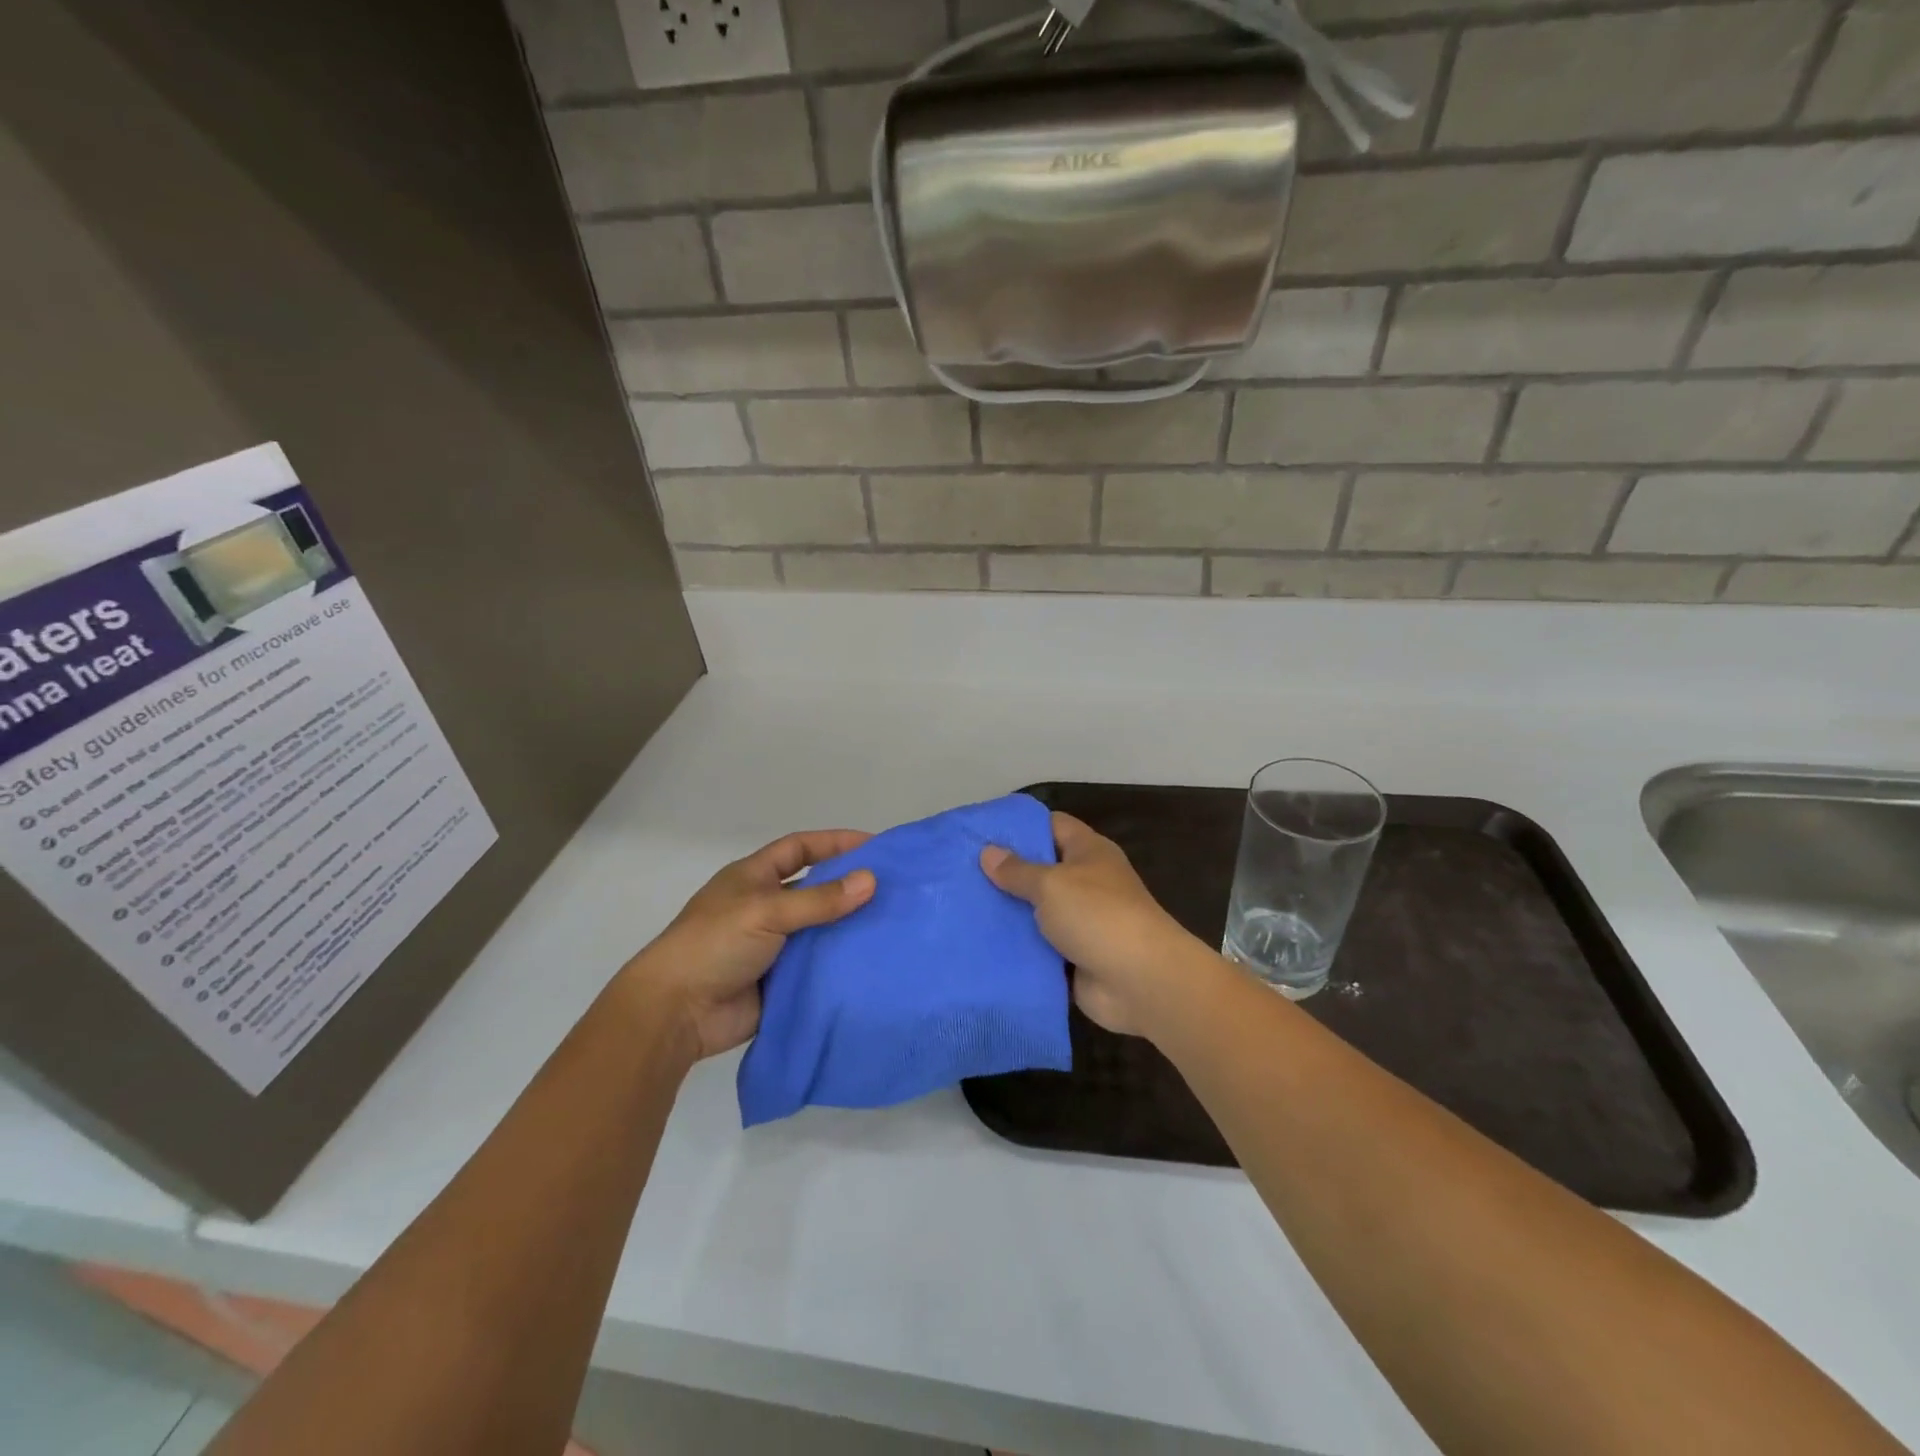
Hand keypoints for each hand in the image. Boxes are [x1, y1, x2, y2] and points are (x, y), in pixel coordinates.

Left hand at [625, 830, 874, 1059]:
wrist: (677, 1013)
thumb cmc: (714, 945)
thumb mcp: (766, 911)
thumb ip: (819, 899)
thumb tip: (870, 880)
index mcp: (754, 878)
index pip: (800, 849)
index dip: (834, 842)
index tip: (874, 845)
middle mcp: (766, 907)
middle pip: (816, 889)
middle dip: (850, 887)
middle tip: (895, 889)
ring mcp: (774, 946)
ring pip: (821, 930)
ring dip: (850, 928)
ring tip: (894, 925)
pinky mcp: (781, 981)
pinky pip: (818, 967)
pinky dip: (841, 964)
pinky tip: (873, 963)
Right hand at [981, 813, 1198, 1035]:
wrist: (1140, 982)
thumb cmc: (1098, 915)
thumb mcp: (1051, 884)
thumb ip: (1017, 870)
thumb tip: (988, 852)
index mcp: (1088, 852)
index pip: (1051, 826)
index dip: (1019, 826)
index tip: (980, 832)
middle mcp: (1085, 882)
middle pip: (1040, 870)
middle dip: (1004, 873)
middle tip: (960, 873)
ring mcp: (1080, 922)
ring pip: (1035, 912)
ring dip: (1007, 914)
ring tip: (962, 908)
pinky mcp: (1073, 958)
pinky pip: (1038, 948)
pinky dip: (1016, 949)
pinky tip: (979, 945)